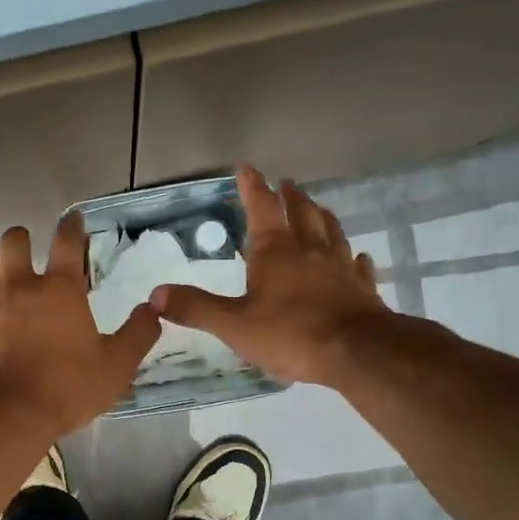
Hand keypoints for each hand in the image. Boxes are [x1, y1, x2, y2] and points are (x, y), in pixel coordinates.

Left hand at [0, 212, 160, 436]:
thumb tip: (152, 309)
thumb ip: (138, 334)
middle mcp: (18, 285)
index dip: (72, 225)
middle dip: (21, 238)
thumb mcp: (116, 367)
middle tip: (26, 247)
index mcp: (59, 290)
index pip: (67, 242)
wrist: (4, 416)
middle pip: (13, 241)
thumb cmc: (66, 389)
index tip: (73, 219)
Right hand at [149, 166, 395, 385]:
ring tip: (316, 207)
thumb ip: (196, 308)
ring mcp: (339, 267)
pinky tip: (356, 257)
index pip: (262, 207)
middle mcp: (309, 249)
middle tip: (286, 184)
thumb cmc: (291, 334)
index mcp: (275, 251)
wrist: (358, 353)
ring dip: (321, 216)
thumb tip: (156, 294)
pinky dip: (353, 257)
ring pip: (331, 231)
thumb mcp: (234, 325)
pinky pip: (358, 265)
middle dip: (290, 195)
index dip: (252, 186)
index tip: (246, 166)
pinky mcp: (362, 289)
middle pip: (301, 211)